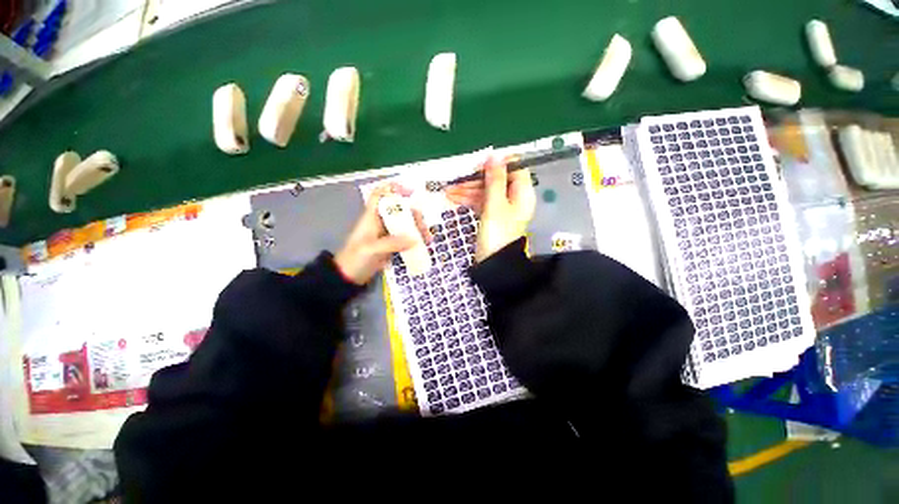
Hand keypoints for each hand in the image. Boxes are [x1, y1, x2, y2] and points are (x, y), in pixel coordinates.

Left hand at [335, 183, 430, 284]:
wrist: (349, 277)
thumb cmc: (355, 259)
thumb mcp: (370, 249)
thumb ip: (391, 243)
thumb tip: (415, 240)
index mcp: (372, 216)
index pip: (380, 195)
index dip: (393, 188)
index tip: (410, 192)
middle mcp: (381, 221)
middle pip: (400, 210)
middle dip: (415, 215)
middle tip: (424, 228)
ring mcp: (388, 233)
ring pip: (406, 223)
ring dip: (419, 228)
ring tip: (427, 240)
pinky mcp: (393, 244)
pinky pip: (408, 237)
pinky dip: (417, 239)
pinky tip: (424, 245)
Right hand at [446, 155, 535, 261]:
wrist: (493, 263)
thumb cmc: (497, 233)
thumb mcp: (495, 204)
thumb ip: (495, 179)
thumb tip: (495, 155)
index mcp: (522, 193)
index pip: (514, 168)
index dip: (497, 164)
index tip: (478, 166)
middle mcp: (514, 197)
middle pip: (496, 180)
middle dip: (475, 180)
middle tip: (457, 182)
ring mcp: (502, 207)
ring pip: (486, 191)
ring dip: (468, 190)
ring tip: (448, 192)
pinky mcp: (492, 215)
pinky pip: (482, 202)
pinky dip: (469, 200)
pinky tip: (454, 199)